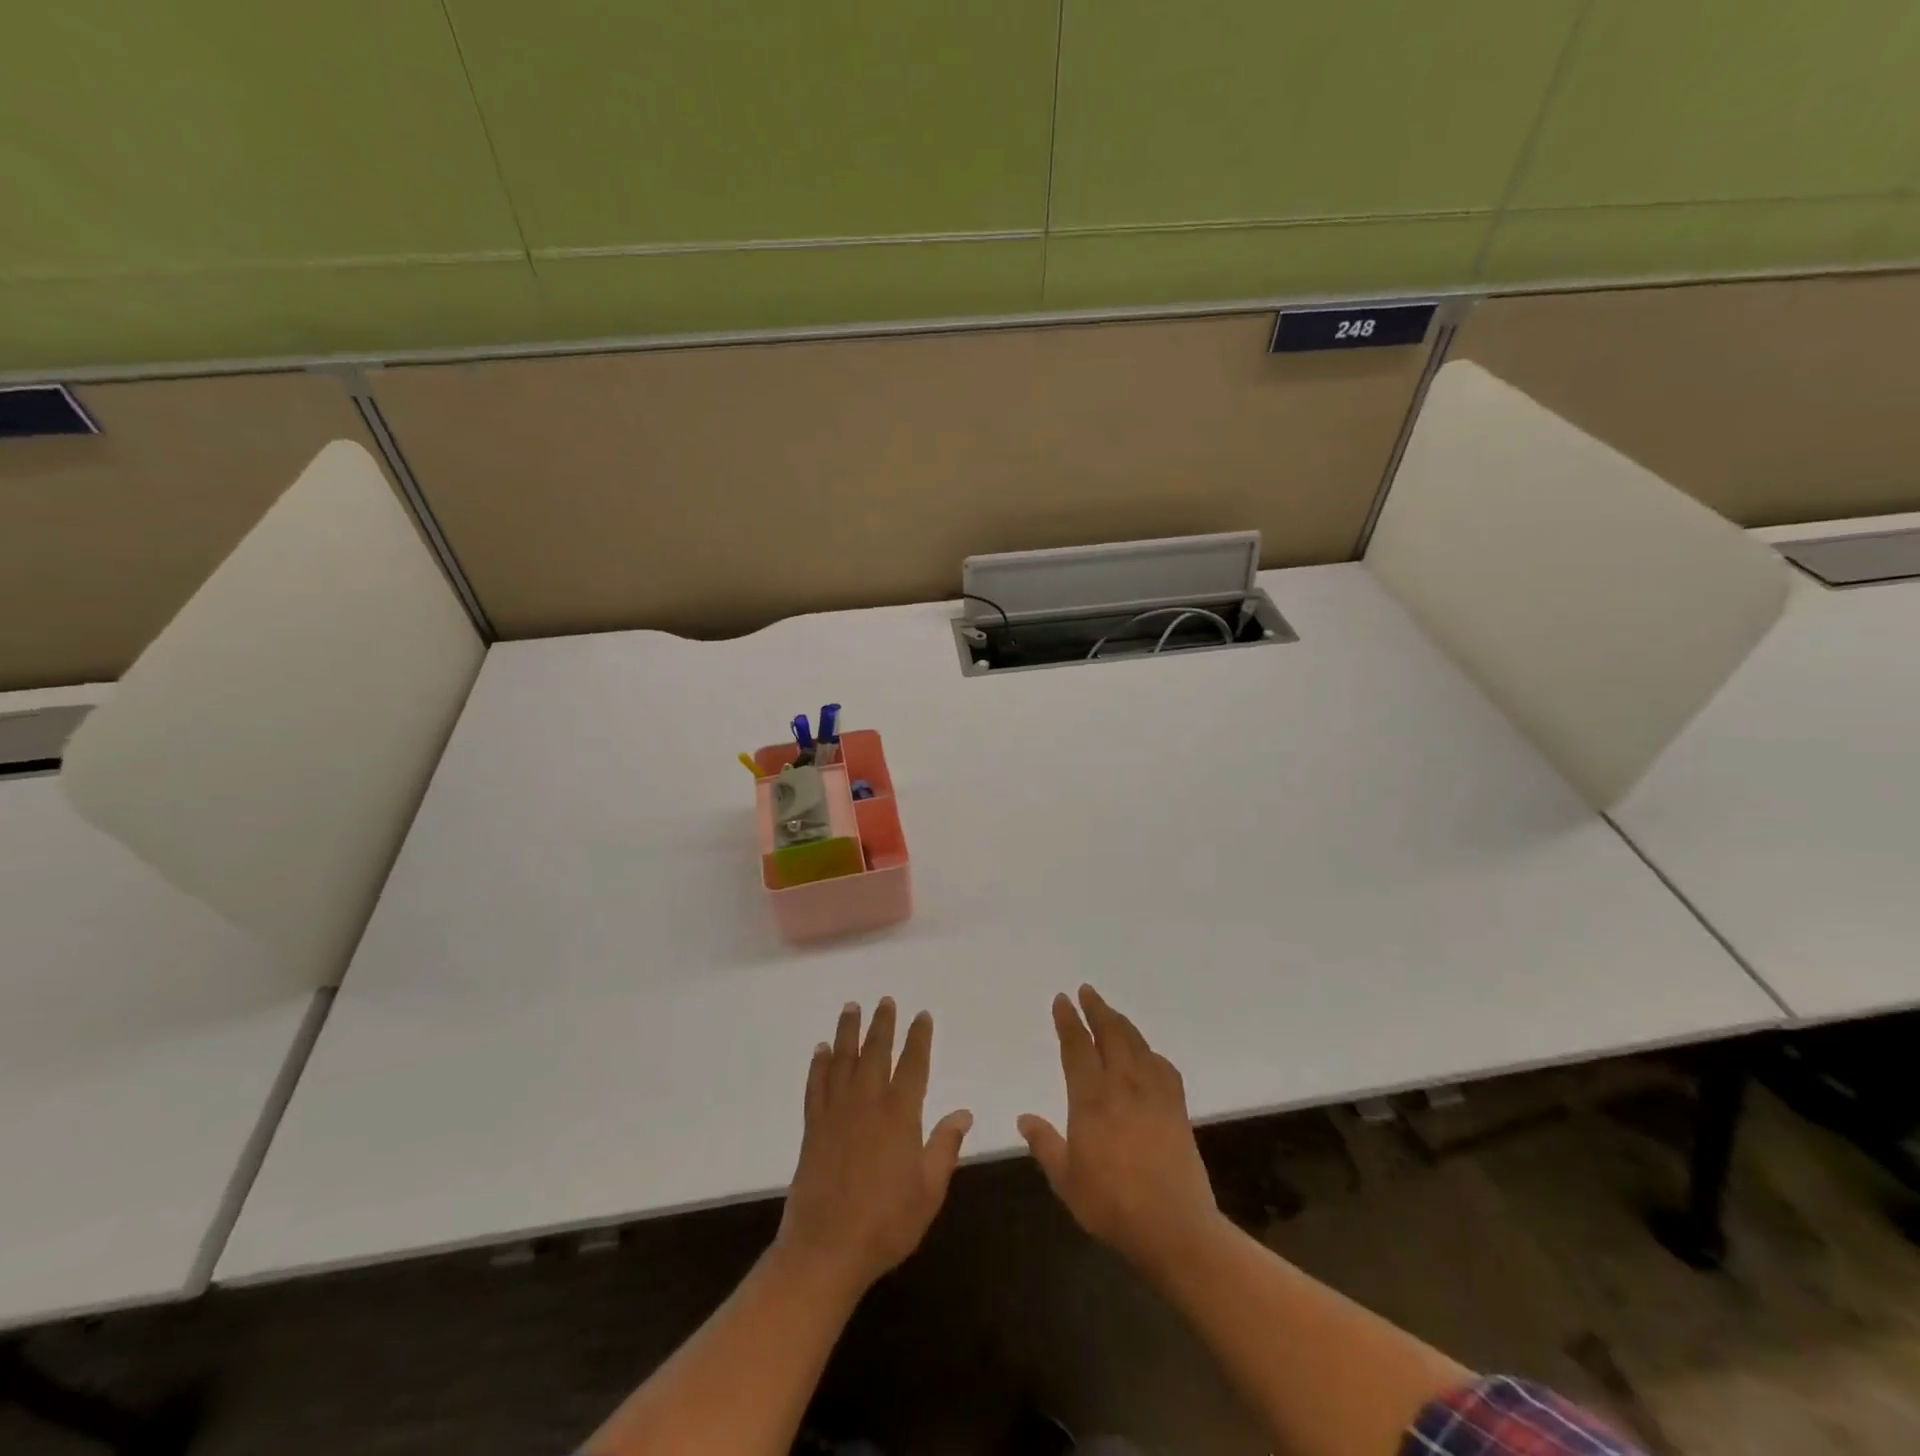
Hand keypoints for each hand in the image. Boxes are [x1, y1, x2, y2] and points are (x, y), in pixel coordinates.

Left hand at [776, 998, 973, 1299]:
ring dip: (847, 1032)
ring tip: (851, 1007)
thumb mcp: (929, 1190)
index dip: (919, 1038)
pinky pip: (816, 1086)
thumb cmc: (886, 1223)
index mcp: (900, 1116)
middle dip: (882, 1024)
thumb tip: (964, 1113)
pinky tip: (820, 1051)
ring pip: (843, 1061)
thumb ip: (944, 1147)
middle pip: (876, 1052)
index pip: (913, 1065)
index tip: (921, 1015)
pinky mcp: (813, 1128)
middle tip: (885, 1000)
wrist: (826, 1250)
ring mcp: (837, 1113)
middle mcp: (868, 1104)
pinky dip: (818, 1065)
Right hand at [1018, 985, 1221, 1276]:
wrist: (1174, 1227)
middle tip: (1087, 991)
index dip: (1068, 1020)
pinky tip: (1146, 1054)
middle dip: (1097, 1008)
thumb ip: (1045, 1144)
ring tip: (1111, 1013)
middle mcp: (1122, 1085)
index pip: (1077, 1047)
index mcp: (1091, 1099)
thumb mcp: (1066, 1180)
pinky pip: (1162, 1066)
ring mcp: (1153, 1093)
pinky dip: (1150, 1052)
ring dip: (1121, 1022)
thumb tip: (1024, 1118)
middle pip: (1110, 1033)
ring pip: (1136, 1043)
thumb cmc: (1112, 1205)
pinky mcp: (1177, 1107)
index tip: (1062, 999)